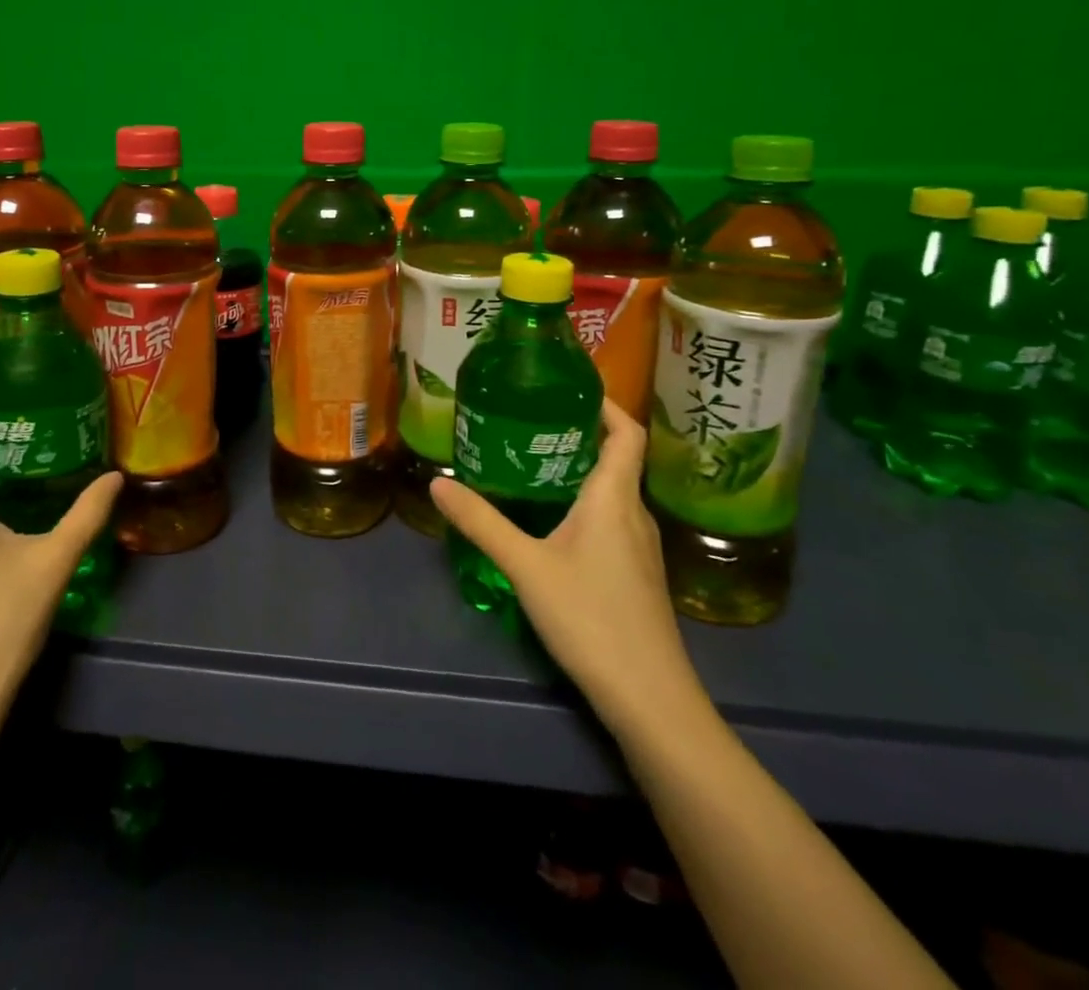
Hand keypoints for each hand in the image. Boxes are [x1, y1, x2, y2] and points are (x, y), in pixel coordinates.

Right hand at [430, 399, 702, 729]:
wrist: (650, 699)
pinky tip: (551, 521)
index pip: (627, 434)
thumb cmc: (591, 618)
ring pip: (612, 493)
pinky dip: (584, 504)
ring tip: (533, 463)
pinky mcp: (635, 575)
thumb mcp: (526, 566)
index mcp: (614, 499)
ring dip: (580, 470)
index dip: (607, 405)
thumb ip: (482, 522)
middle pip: (617, 459)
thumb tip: (438, 482)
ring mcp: (640, 549)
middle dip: (580, 434)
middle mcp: (633, 515)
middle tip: (532, 421)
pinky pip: (611, 520)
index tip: (571, 388)